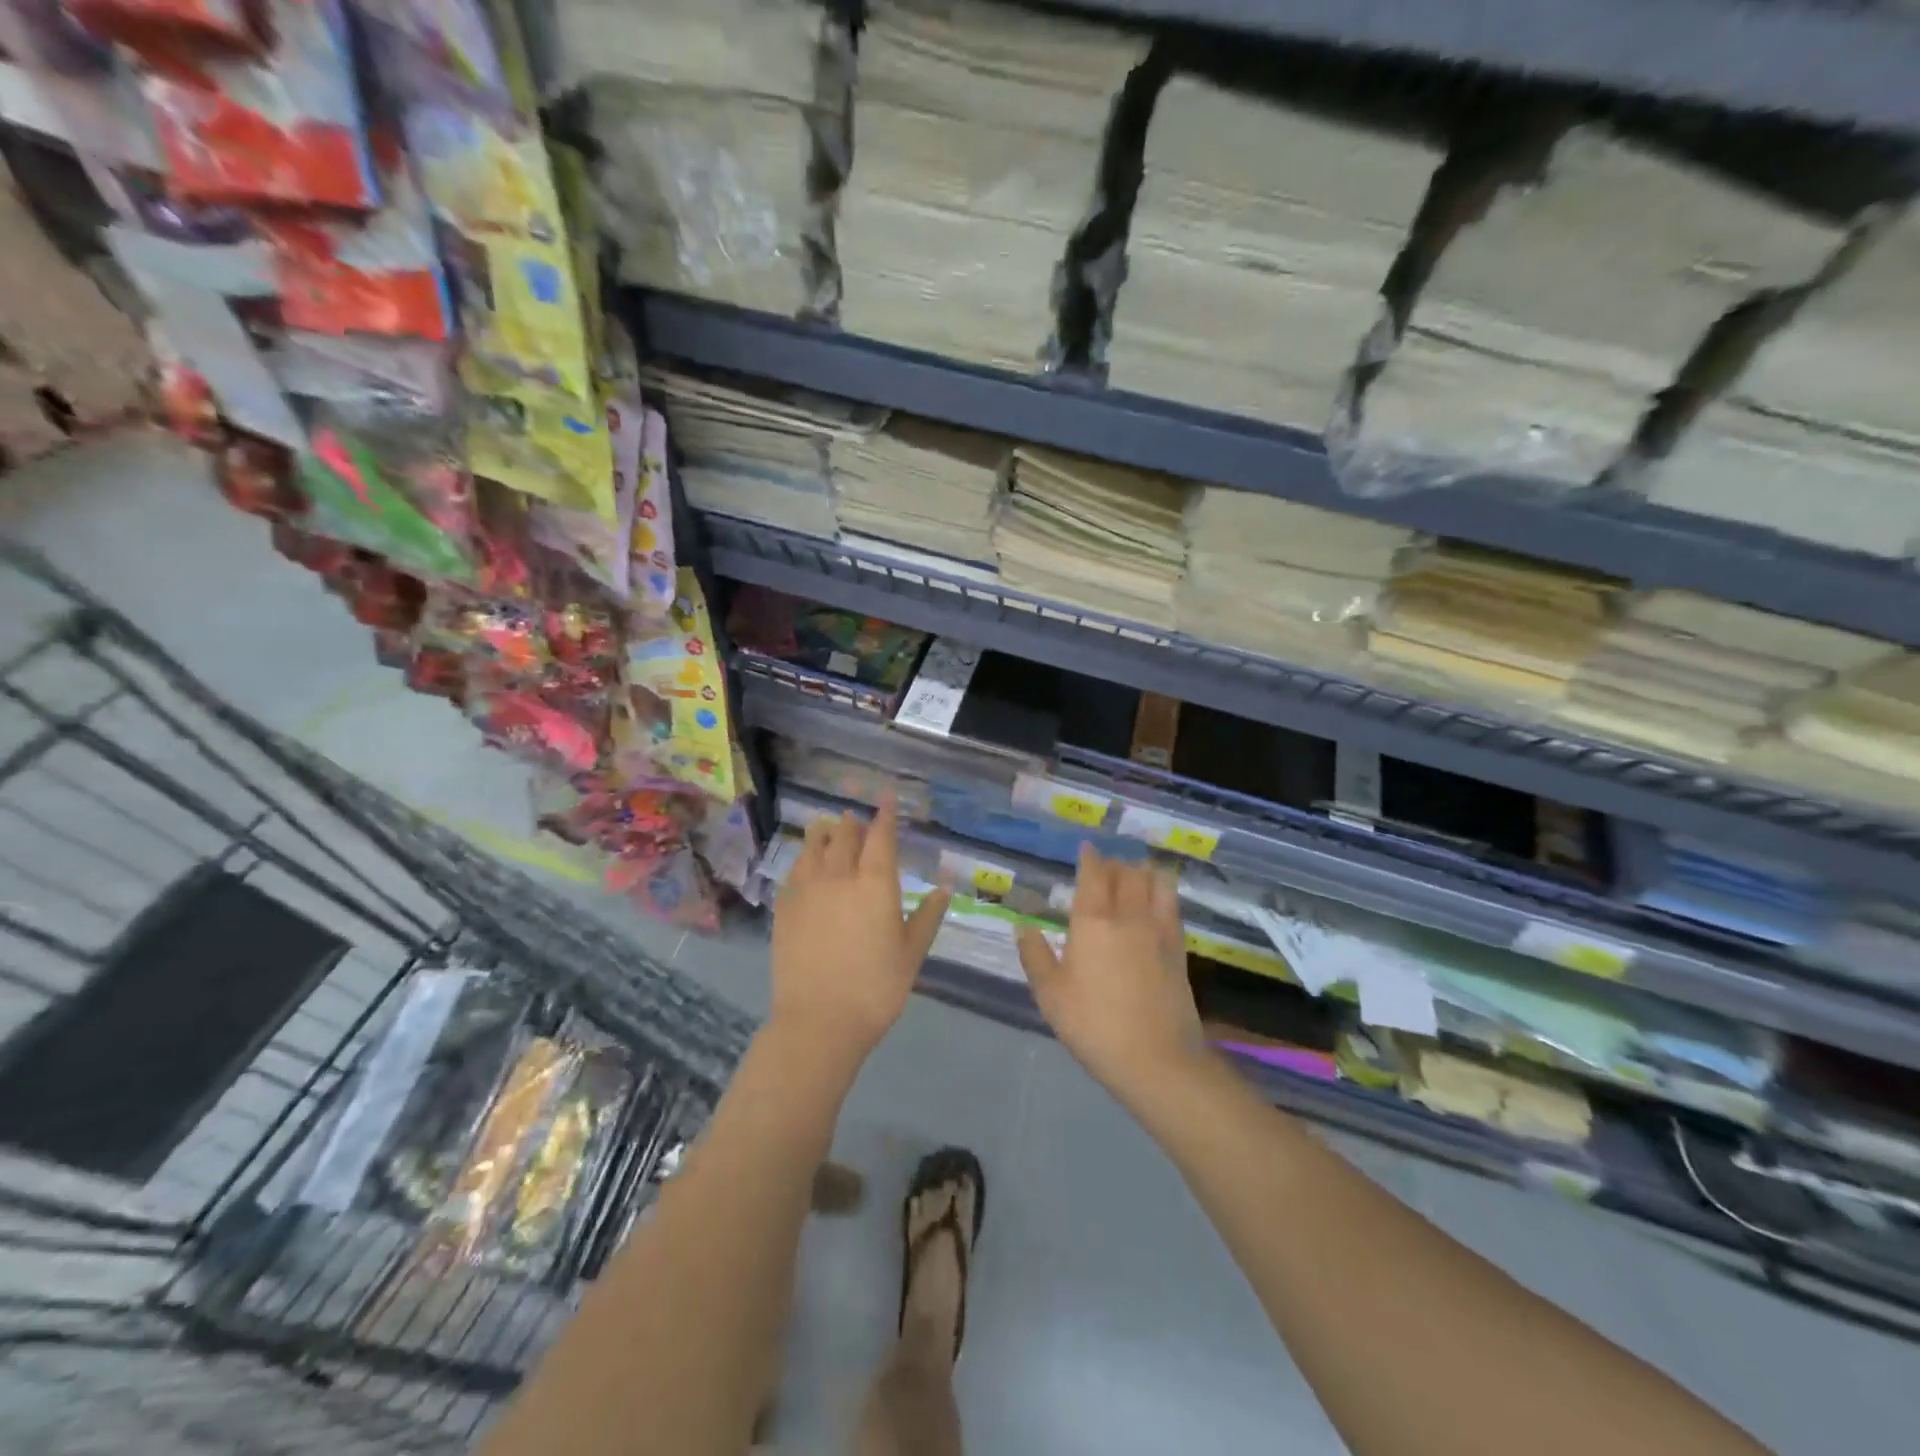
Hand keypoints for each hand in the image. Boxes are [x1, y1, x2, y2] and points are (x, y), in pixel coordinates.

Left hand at [771, 796, 951, 1060]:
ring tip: (827, 826)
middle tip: (857, 817)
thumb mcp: (911, 953)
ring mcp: (807, 890)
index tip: (886, 798)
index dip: (885, 815)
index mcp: (875, 883)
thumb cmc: (876, 987)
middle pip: (845, 836)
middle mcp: (839, 876)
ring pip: (814, 848)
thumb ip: (927, 916)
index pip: (880, 836)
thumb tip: (943, 888)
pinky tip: (804, 864)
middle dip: (853, 824)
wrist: (819, 1020)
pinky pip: (794, 872)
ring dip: (824, 834)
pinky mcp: (785, 908)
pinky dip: (803, 860)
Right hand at [1018, 846, 1209, 1105]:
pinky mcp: (1179, 948)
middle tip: (1106, 864)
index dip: (1090, 857)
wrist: (1157, 1059)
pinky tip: (1158, 898)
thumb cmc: (1094, 1025)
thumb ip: (1035, 956)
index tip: (1086, 848)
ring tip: (1134, 872)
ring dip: (1142, 871)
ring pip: (1154, 883)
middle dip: (1115, 863)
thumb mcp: (1051, 995)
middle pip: (1126, 873)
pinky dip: (1163, 891)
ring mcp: (1158, 930)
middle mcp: (1128, 915)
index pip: (1093, 875)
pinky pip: (1172, 905)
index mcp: (1092, 921)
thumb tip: (1023, 927)